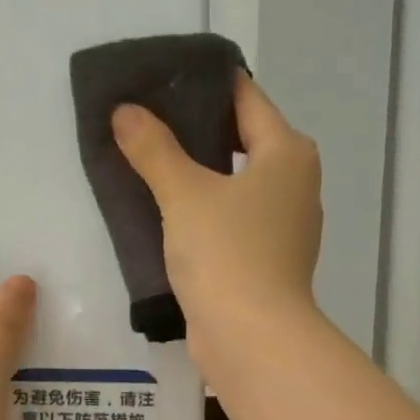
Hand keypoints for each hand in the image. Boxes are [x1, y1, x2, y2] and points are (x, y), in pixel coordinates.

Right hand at [111, 74, 322, 364]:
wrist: (250, 339)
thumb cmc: (227, 254)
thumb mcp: (184, 194)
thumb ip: (154, 149)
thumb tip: (125, 112)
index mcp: (287, 154)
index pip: (245, 99)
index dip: (204, 85)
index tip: (162, 79)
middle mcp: (294, 185)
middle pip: (241, 142)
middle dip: (195, 132)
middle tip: (144, 121)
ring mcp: (282, 228)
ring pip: (234, 186)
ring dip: (196, 177)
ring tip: (147, 164)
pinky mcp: (264, 263)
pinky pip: (230, 223)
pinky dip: (203, 215)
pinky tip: (165, 215)